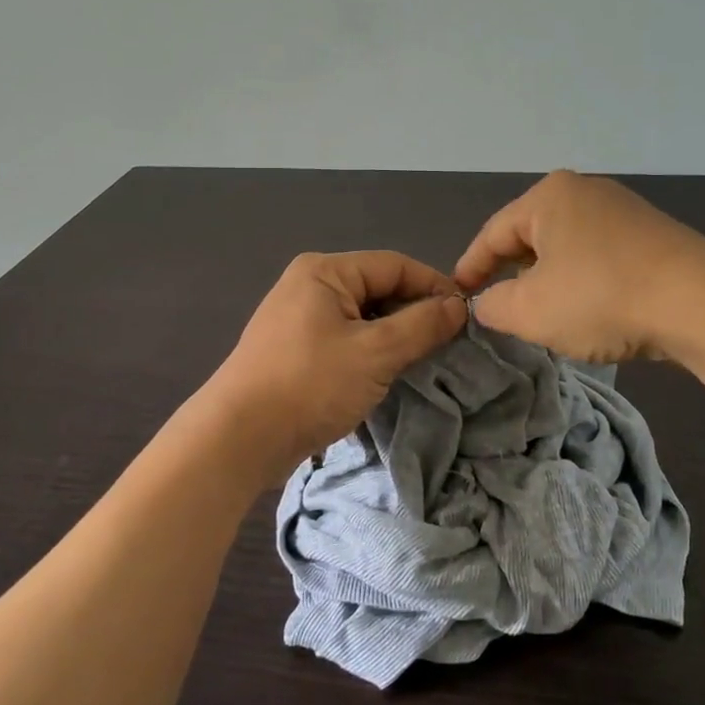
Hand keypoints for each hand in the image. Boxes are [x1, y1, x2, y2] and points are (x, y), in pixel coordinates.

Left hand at [206, 250, 468, 484]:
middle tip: (449, 344)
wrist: (237, 439)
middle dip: (414, 313)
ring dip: (395, 336)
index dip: (434, 286)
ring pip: (364, 317)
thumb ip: (422, 325)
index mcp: (325, 271)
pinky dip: (371, 352)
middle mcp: (310, 285)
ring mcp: (299, 318)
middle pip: (379, 288)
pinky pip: (346, 339)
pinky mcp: (296, 350)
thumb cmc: (309, 384)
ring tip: (424, 361)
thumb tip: (459, 306)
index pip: (395, 265)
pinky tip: (389, 374)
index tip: (467, 316)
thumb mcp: (375, 353)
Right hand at [453, 171, 704, 363]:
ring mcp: (624, 211)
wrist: (701, 303)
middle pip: (531, 236)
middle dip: (511, 273)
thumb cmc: (601, 297)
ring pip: (566, 247)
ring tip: (541, 313)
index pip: (493, 233)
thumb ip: (494, 305)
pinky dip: (582, 281)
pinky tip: (587, 309)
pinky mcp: (653, 236)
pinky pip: (599, 256)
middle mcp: (585, 192)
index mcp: (549, 197)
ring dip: (548, 280)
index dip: (471, 267)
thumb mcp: (530, 310)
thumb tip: (487, 302)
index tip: (456, 295)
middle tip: (498, 308)